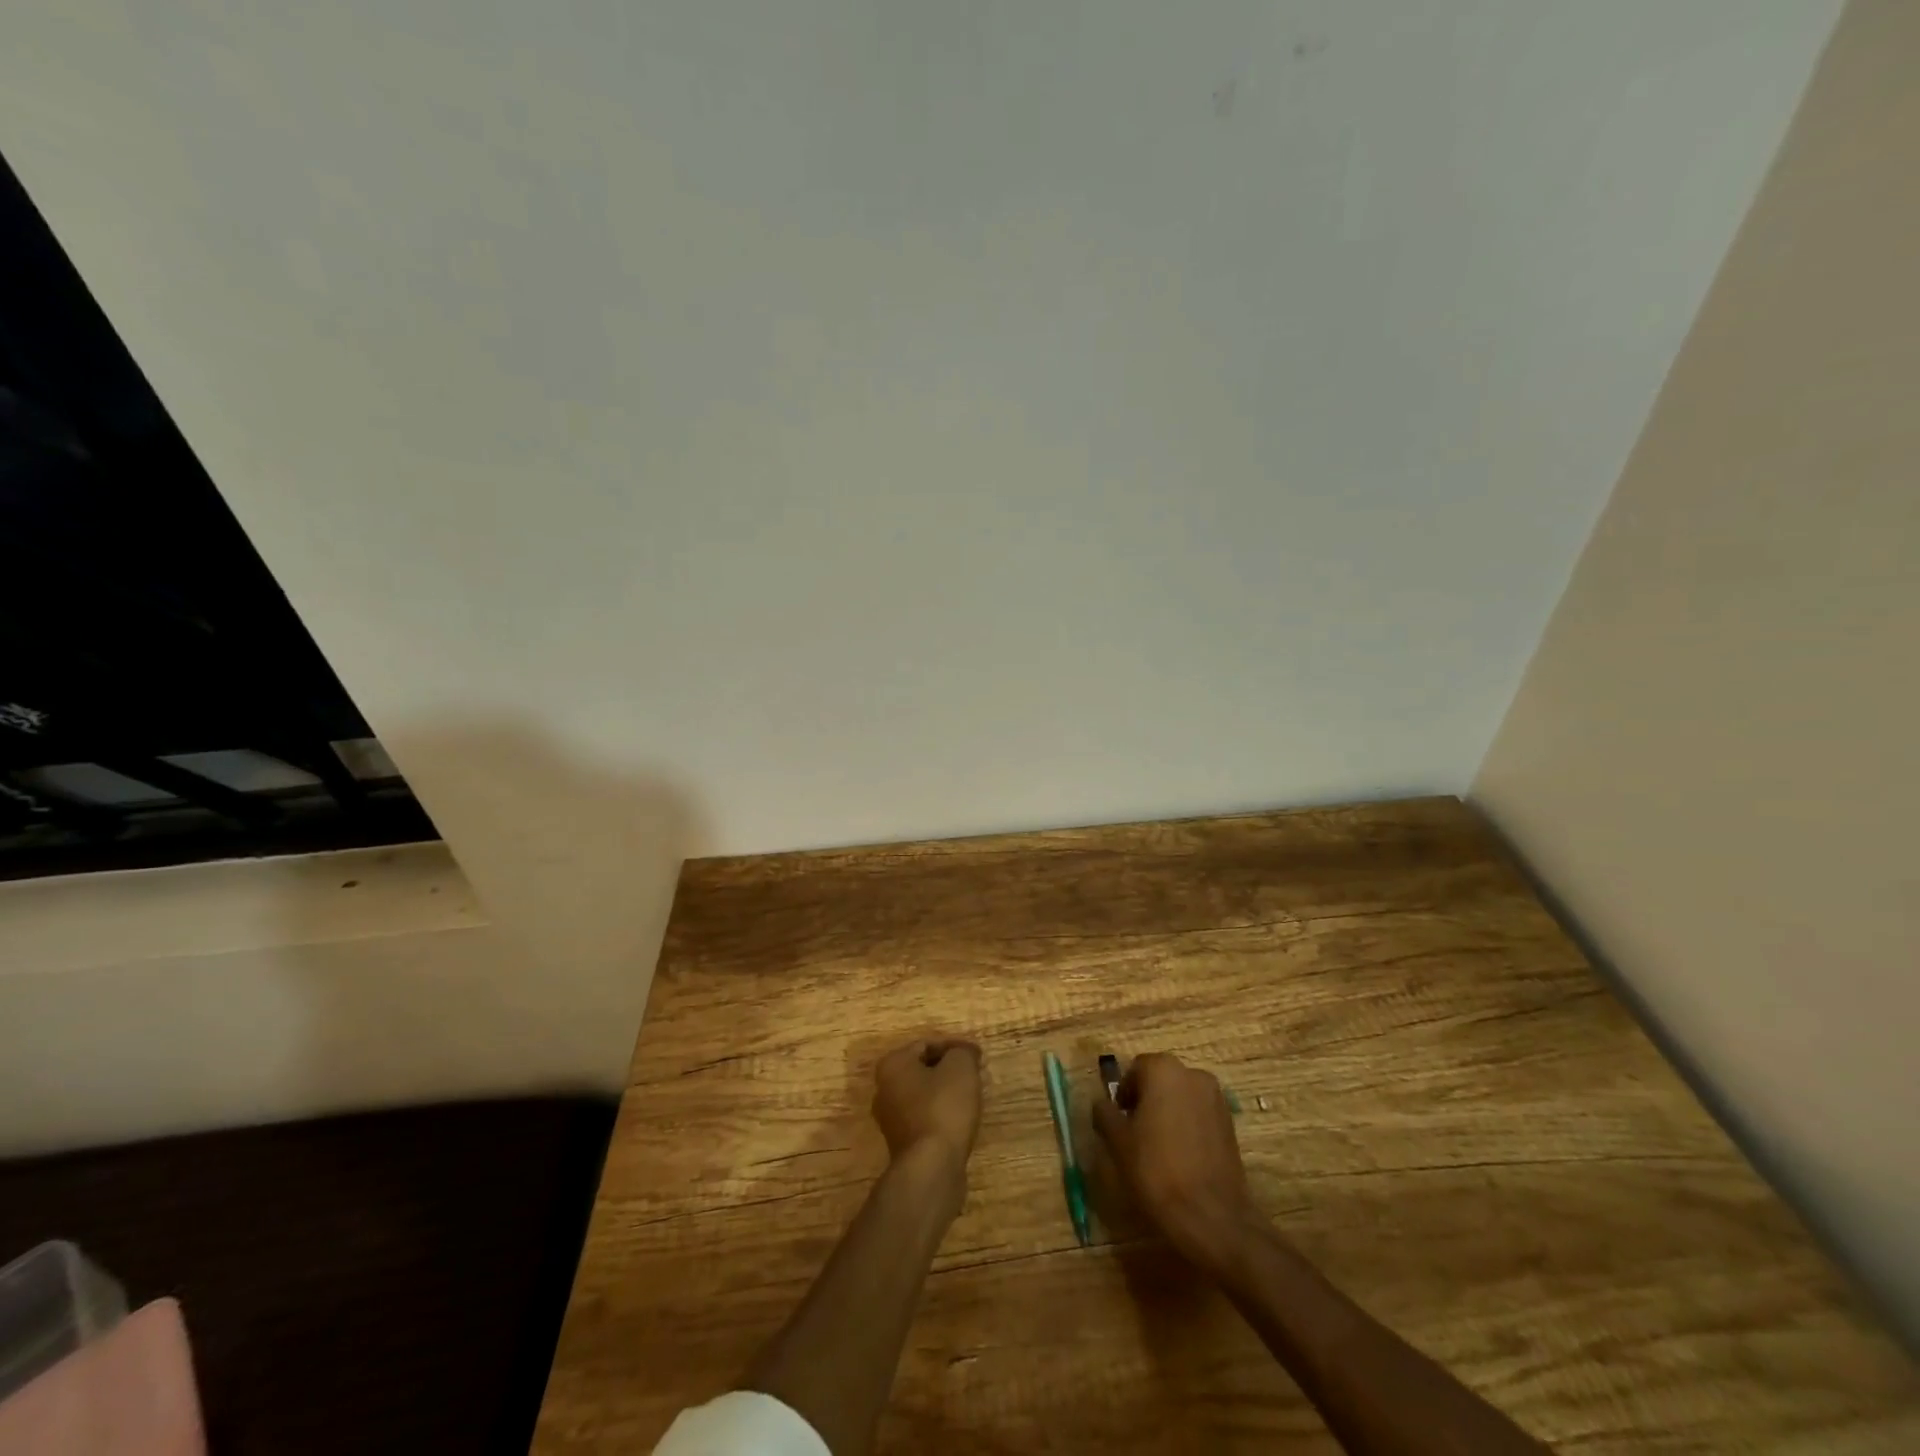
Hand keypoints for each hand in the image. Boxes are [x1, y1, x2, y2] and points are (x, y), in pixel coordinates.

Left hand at [872, 1038, 982, 1176]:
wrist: (931, 1168)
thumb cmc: (943, 1108)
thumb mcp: (960, 1068)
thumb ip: (962, 1052)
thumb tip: (963, 1053)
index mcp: (892, 1065)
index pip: (926, 1044)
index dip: (955, 1046)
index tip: (978, 1055)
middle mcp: (884, 1089)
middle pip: (923, 1070)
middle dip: (949, 1069)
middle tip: (975, 1073)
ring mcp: (891, 1120)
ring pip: (924, 1095)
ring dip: (947, 1092)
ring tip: (972, 1096)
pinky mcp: (902, 1145)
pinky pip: (925, 1118)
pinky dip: (942, 1114)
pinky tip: (961, 1120)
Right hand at [1092, 1052, 1261, 1271]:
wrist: (1211, 1216)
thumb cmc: (1156, 1170)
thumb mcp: (1118, 1141)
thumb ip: (1105, 1113)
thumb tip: (1102, 1103)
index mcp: (1163, 1070)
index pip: (1135, 1069)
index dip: (1124, 1094)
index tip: (1119, 1121)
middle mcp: (1193, 1074)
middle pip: (1160, 1080)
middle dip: (1146, 1100)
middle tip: (1135, 1134)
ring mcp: (1216, 1098)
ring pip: (1181, 1097)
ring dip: (1168, 1112)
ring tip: (1158, 1147)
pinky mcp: (1230, 1124)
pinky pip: (1199, 1115)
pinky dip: (1187, 1126)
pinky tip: (1180, 1156)